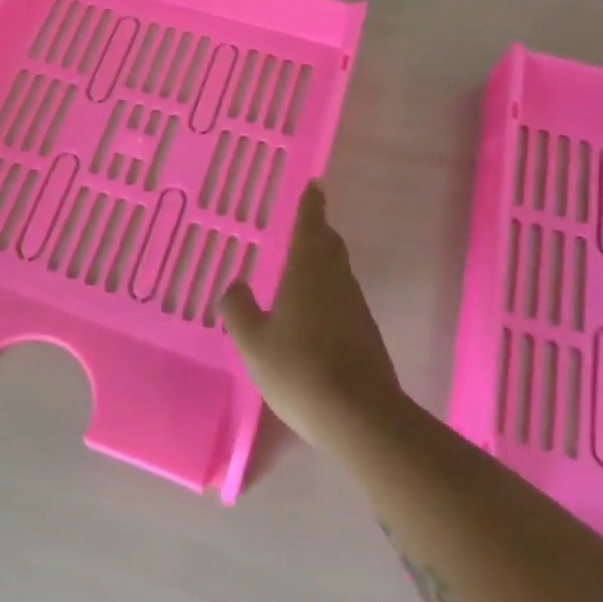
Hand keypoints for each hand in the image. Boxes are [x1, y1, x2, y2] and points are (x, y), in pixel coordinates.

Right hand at [220, 181, 402, 454]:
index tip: (315, 185)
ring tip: (304, 265)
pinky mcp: (366, 334)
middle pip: (330, 246)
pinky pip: (343, 299)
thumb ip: (239, 309)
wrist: (360, 417)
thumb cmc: (299, 370)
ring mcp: (355, 308)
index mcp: (307, 272)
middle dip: (319, 231)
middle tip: (307, 222)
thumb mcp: (253, 342)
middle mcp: (336, 282)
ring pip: (339, 272)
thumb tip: (235, 284)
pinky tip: (315, 312)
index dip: (311, 205)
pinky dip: (329, 292)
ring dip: (324, 261)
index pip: (310, 227)